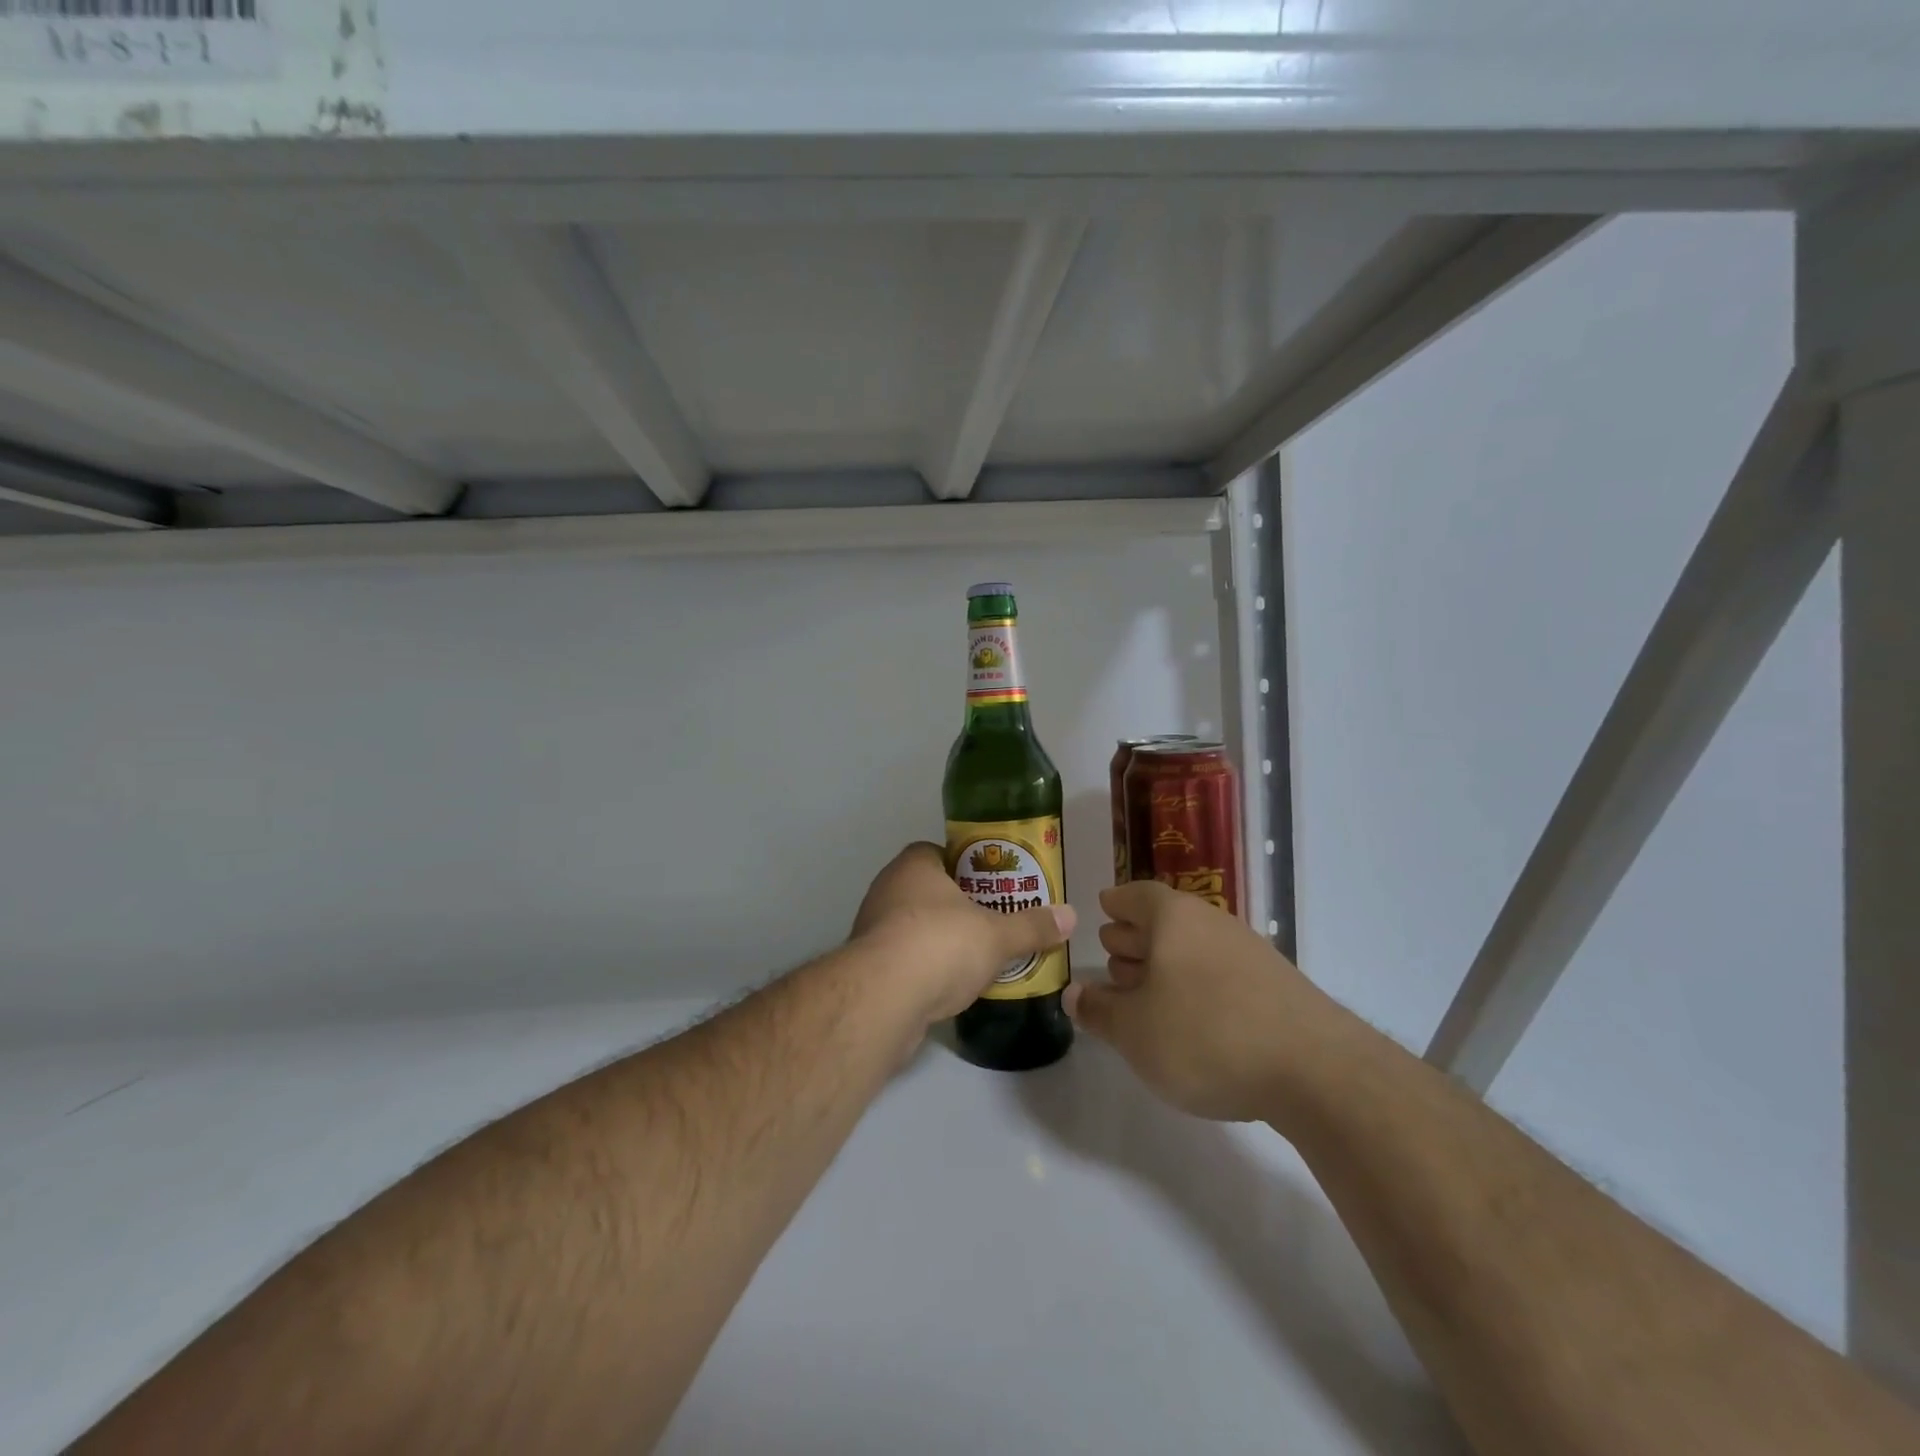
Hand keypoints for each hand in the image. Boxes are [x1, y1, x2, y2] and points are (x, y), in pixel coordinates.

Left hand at [852, 843, 1075, 1023]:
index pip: (939, 853)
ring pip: (915, 926)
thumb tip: (1070, 916)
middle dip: (958, 906)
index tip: (993, 886)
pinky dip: (925, 969)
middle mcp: (887, 889)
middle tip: (993, 921)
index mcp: (914, 866)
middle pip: (929, 890)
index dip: (967, 866)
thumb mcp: (997, 935)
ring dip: (941, 939)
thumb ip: (1032, 926)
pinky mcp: (867, 968)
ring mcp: (872, 929)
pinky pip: (904, 959)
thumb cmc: (940, 945)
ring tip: (978, 957)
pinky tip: (950, 987)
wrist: (882, 999)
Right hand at [1064, 880, 1331, 1120]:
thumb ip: (1099, 1011)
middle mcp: (1212, 923)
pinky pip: (1221, 971)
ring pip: (1194, 947)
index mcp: (1174, 918)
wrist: (1316, 1070)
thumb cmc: (1205, 1035)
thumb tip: (1074, 993)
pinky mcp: (1276, 986)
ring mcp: (1250, 952)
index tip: (1102, 909)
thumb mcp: (1135, 1031)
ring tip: (1145, 990)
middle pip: (1165, 919)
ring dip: (1165, 963)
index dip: (1116, 903)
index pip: (1136, 895)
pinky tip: (1191, 1016)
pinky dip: (1196, 984)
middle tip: (1113, 953)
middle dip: (1136, 935)